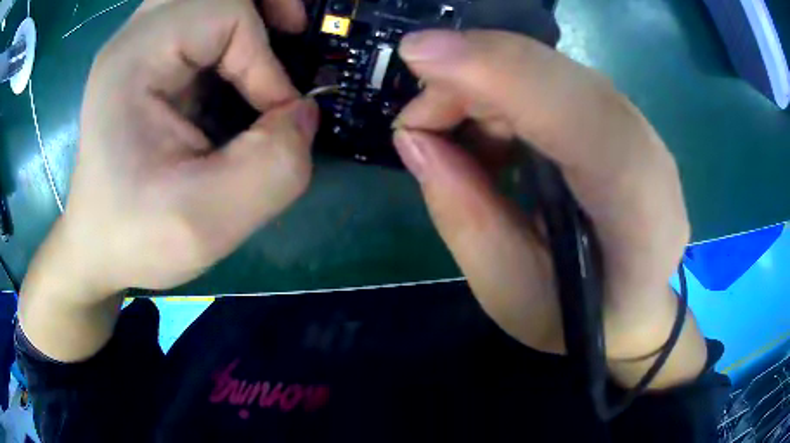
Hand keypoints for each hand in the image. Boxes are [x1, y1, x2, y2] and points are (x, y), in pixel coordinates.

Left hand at [20, 0, 315, 360]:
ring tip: (277, 35)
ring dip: (249, 7)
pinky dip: (231, 27)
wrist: (98, 245)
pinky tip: (241, 60)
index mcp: (134, 61)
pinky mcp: (147, 60)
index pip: (223, 13)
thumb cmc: (136, 237)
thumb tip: (303, 114)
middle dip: (263, 3)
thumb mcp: (208, 222)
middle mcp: (135, 39)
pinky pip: (198, 16)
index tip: (274, 115)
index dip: (263, 58)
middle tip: (292, 32)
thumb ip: (275, 166)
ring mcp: (139, 45)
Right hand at [394, 31, 705, 387]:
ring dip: (485, 84)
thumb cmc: (579, 319)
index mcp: (640, 218)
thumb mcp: (510, 291)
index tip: (419, 54)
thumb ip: (464, 215)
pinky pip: (554, 79)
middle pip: (560, 77)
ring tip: (454, 138)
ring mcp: (639, 129)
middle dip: (474, 73)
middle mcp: (650, 157)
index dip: (502, 73)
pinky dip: (505, 91)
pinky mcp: (620, 117)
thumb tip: (414, 137)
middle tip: (419, 118)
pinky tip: (491, 135)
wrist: (636, 307)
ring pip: (552, 70)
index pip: (583, 122)